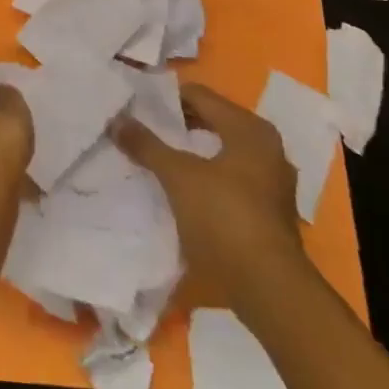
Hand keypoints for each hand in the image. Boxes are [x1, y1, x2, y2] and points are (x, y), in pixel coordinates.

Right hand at [114, 81, 310, 313]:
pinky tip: (182, 188)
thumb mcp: (177, 176)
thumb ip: (146, 145)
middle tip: (143, 127)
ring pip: (221, 152)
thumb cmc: (225, 218)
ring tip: (157, 156)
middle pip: (213, 122)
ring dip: (192, 153)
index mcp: (250, 129)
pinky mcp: (269, 213)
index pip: (200, 96)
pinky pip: (230, 179)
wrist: (270, 291)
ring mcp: (271, 182)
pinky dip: (206, 176)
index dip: (166, 98)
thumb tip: (116, 119)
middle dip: (178, 125)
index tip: (137, 104)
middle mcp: (267, 148)